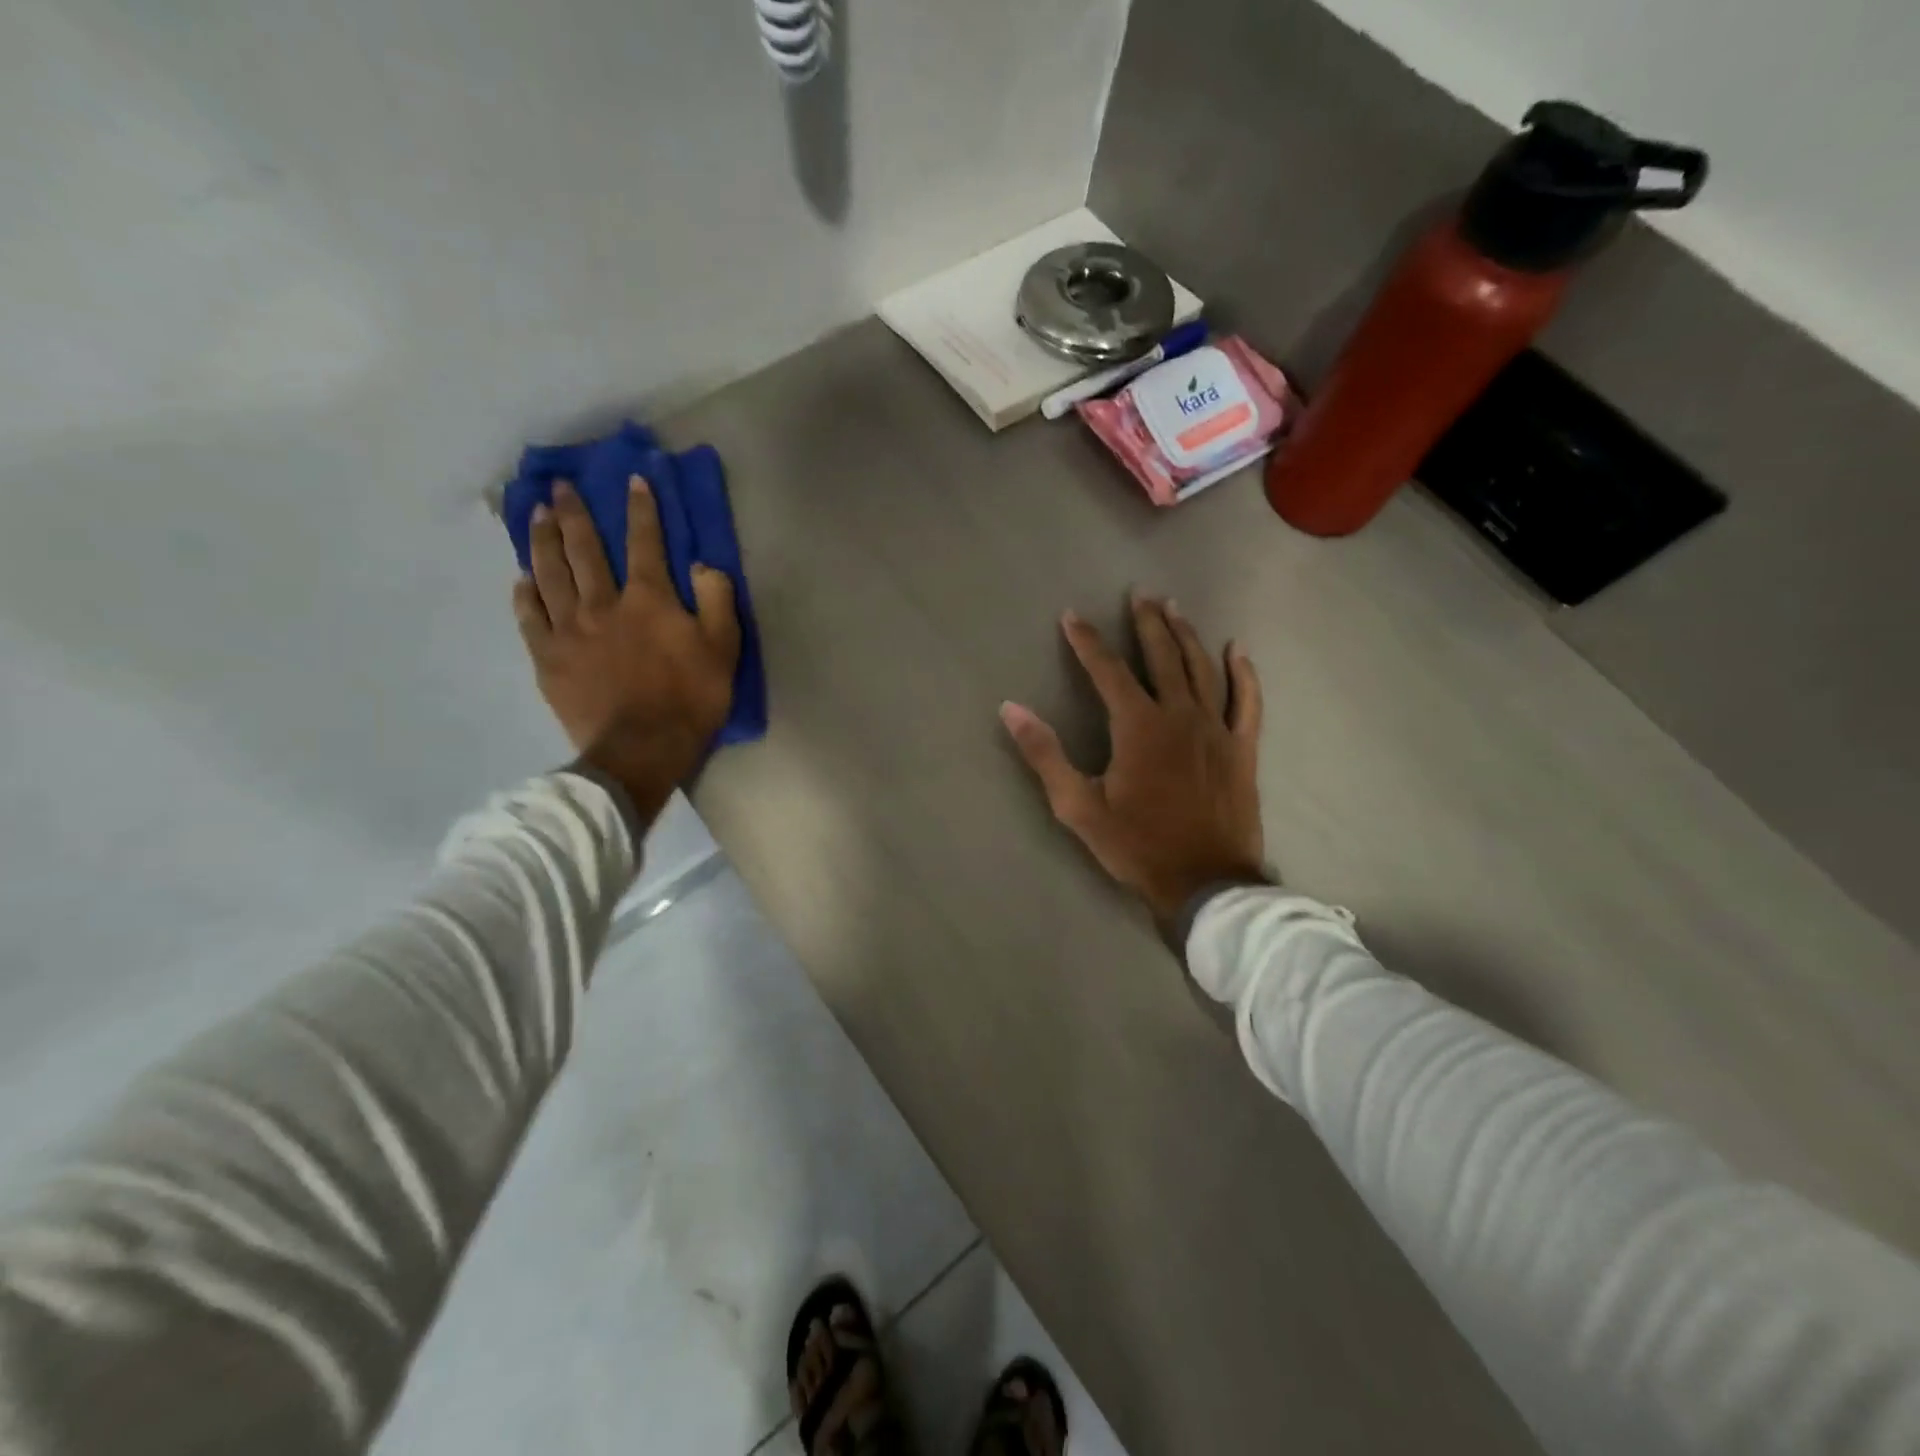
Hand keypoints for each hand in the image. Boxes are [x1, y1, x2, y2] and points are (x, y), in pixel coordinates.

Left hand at [514, 477, 740, 822]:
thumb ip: (717, 600)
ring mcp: (569, 630)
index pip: (644, 542)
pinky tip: (521, 579)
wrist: (641, 749)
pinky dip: (525, 594)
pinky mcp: (548, 658)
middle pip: (584, 549)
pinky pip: (530, 617)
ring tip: (536, 515)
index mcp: (648, 599)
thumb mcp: (724, 649)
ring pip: (549, 574)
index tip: (632, 478)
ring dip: (542, 540)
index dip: (640, 508)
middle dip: (574, 513)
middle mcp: (602, 603)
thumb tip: (701, 564)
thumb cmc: (691, 699)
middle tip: (561, 486)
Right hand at [1001, 595, 1267, 927]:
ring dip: (1186, 635)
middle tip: (1139, 594)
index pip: (1107, 671)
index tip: (1071, 616)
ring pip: (1202, 669)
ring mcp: (1217, 729)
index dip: (1087, 641)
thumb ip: (1045, 755)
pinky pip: (1247, 701)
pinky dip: (1243, 674)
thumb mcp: (1078, 806)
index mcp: (1138, 726)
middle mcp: (1180, 715)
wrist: (1204, 882)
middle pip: (1162, 656)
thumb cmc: (1136, 846)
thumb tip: (1011, 709)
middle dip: (1147, 623)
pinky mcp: (1242, 748)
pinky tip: (1238, 650)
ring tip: (1174, 607)